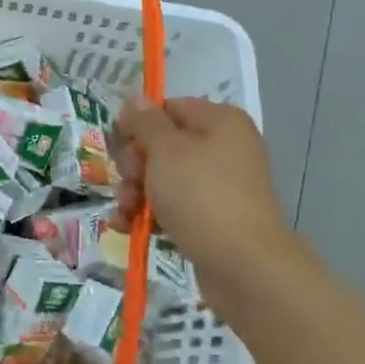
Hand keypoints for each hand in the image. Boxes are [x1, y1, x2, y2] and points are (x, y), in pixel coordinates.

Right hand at [112, 97, 303, 305]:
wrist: (243, 264)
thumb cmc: (201, 195)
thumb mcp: (165, 150)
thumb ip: (144, 122)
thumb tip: (134, 98)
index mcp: (219, 121)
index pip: (167, 108)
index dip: (139, 125)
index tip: (121, 146)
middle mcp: (223, 148)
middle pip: (161, 145)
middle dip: (134, 166)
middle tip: (131, 182)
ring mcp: (218, 185)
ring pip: (161, 178)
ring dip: (135, 193)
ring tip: (126, 213)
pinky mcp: (212, 217)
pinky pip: (172, 205)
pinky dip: (149, 214)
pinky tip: (129, 227)